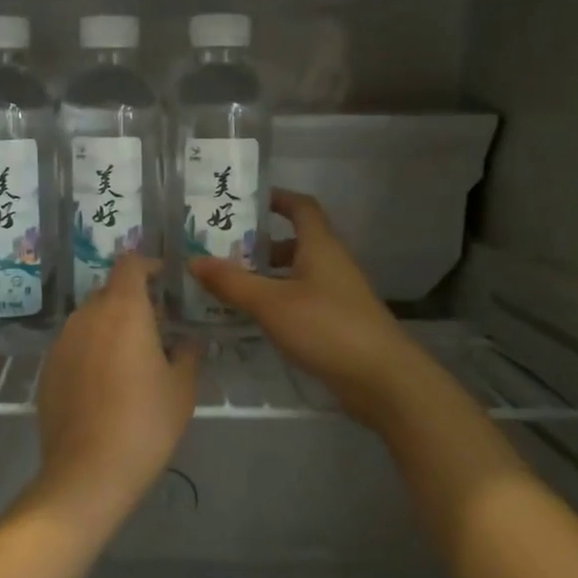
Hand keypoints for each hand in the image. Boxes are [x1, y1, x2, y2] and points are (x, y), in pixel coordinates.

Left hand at [29, 254, 201, 537]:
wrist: (88, 471)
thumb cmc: (145, 423)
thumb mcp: (181, 389)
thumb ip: (188, 354)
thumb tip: (187, 342)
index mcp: (122, 310)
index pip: (130, 265)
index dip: (147, 266)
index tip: (162, 278)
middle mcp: (86, 316)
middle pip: (108, 292)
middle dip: (131, 301)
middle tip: (155, 327)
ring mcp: (61, 342)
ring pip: (89, 320)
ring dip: (109, 327)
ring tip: (130, 358)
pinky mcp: (47, 369)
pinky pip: (73, 346)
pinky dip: (90, 351)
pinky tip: (104, 384)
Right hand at [189, 189, 417, 427]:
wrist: (383, 379)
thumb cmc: (327, 327)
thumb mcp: (271, 303)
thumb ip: (231, 282)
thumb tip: (194, 260)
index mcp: (320, 247)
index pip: (301, 207)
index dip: (277, 198)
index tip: (246, 200)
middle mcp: (331, 264)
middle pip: (295, 242)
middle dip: (260, 243)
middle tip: (221, 249)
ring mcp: (336, 295)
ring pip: (295, 275)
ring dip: (265, 276)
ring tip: (228, 285)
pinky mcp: (336, 324)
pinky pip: (300, 301)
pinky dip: (276, 302)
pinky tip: (252, 318)